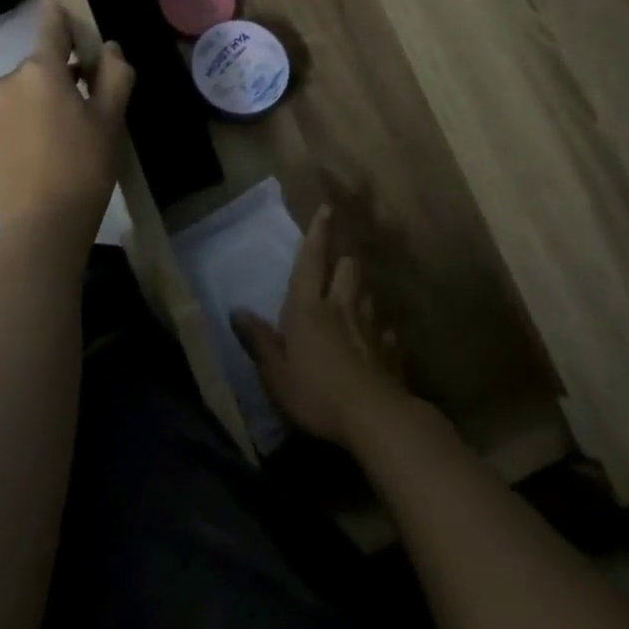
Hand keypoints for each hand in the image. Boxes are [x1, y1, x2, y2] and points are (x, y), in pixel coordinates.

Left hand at [0, 3, 133, 243]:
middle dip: (64, 73)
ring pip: (27, 89)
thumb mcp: (111, 118)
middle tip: (92, 105)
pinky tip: (48, 146)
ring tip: (70, 132)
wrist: (42, 224)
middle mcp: (8, 80)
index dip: (62, 17)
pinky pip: (14, 111)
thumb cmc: (84, 165)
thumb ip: (115, 74)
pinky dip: (31, 116)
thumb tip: (110, 49)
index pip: (51, 26)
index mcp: (40, 70)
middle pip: (42, 63)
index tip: (69, 15)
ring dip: (47, 97)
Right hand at [232, 206, 412, 452]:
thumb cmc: (316, 393)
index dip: (317, 234)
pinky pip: (387, 333)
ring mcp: (371, 328)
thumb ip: (259, 340)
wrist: (375, 418)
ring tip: (353, 304)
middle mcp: (341, 308)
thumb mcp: (275, 372)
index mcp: (308, 309)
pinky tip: (378, 343)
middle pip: (348, 269)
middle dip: (343, 262)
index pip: (311, 261)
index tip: (326, 210)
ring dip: (360, 295)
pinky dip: (381, 334)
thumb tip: (237, 311)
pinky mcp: (390, 352)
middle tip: (337, 267)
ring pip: (368, 296)